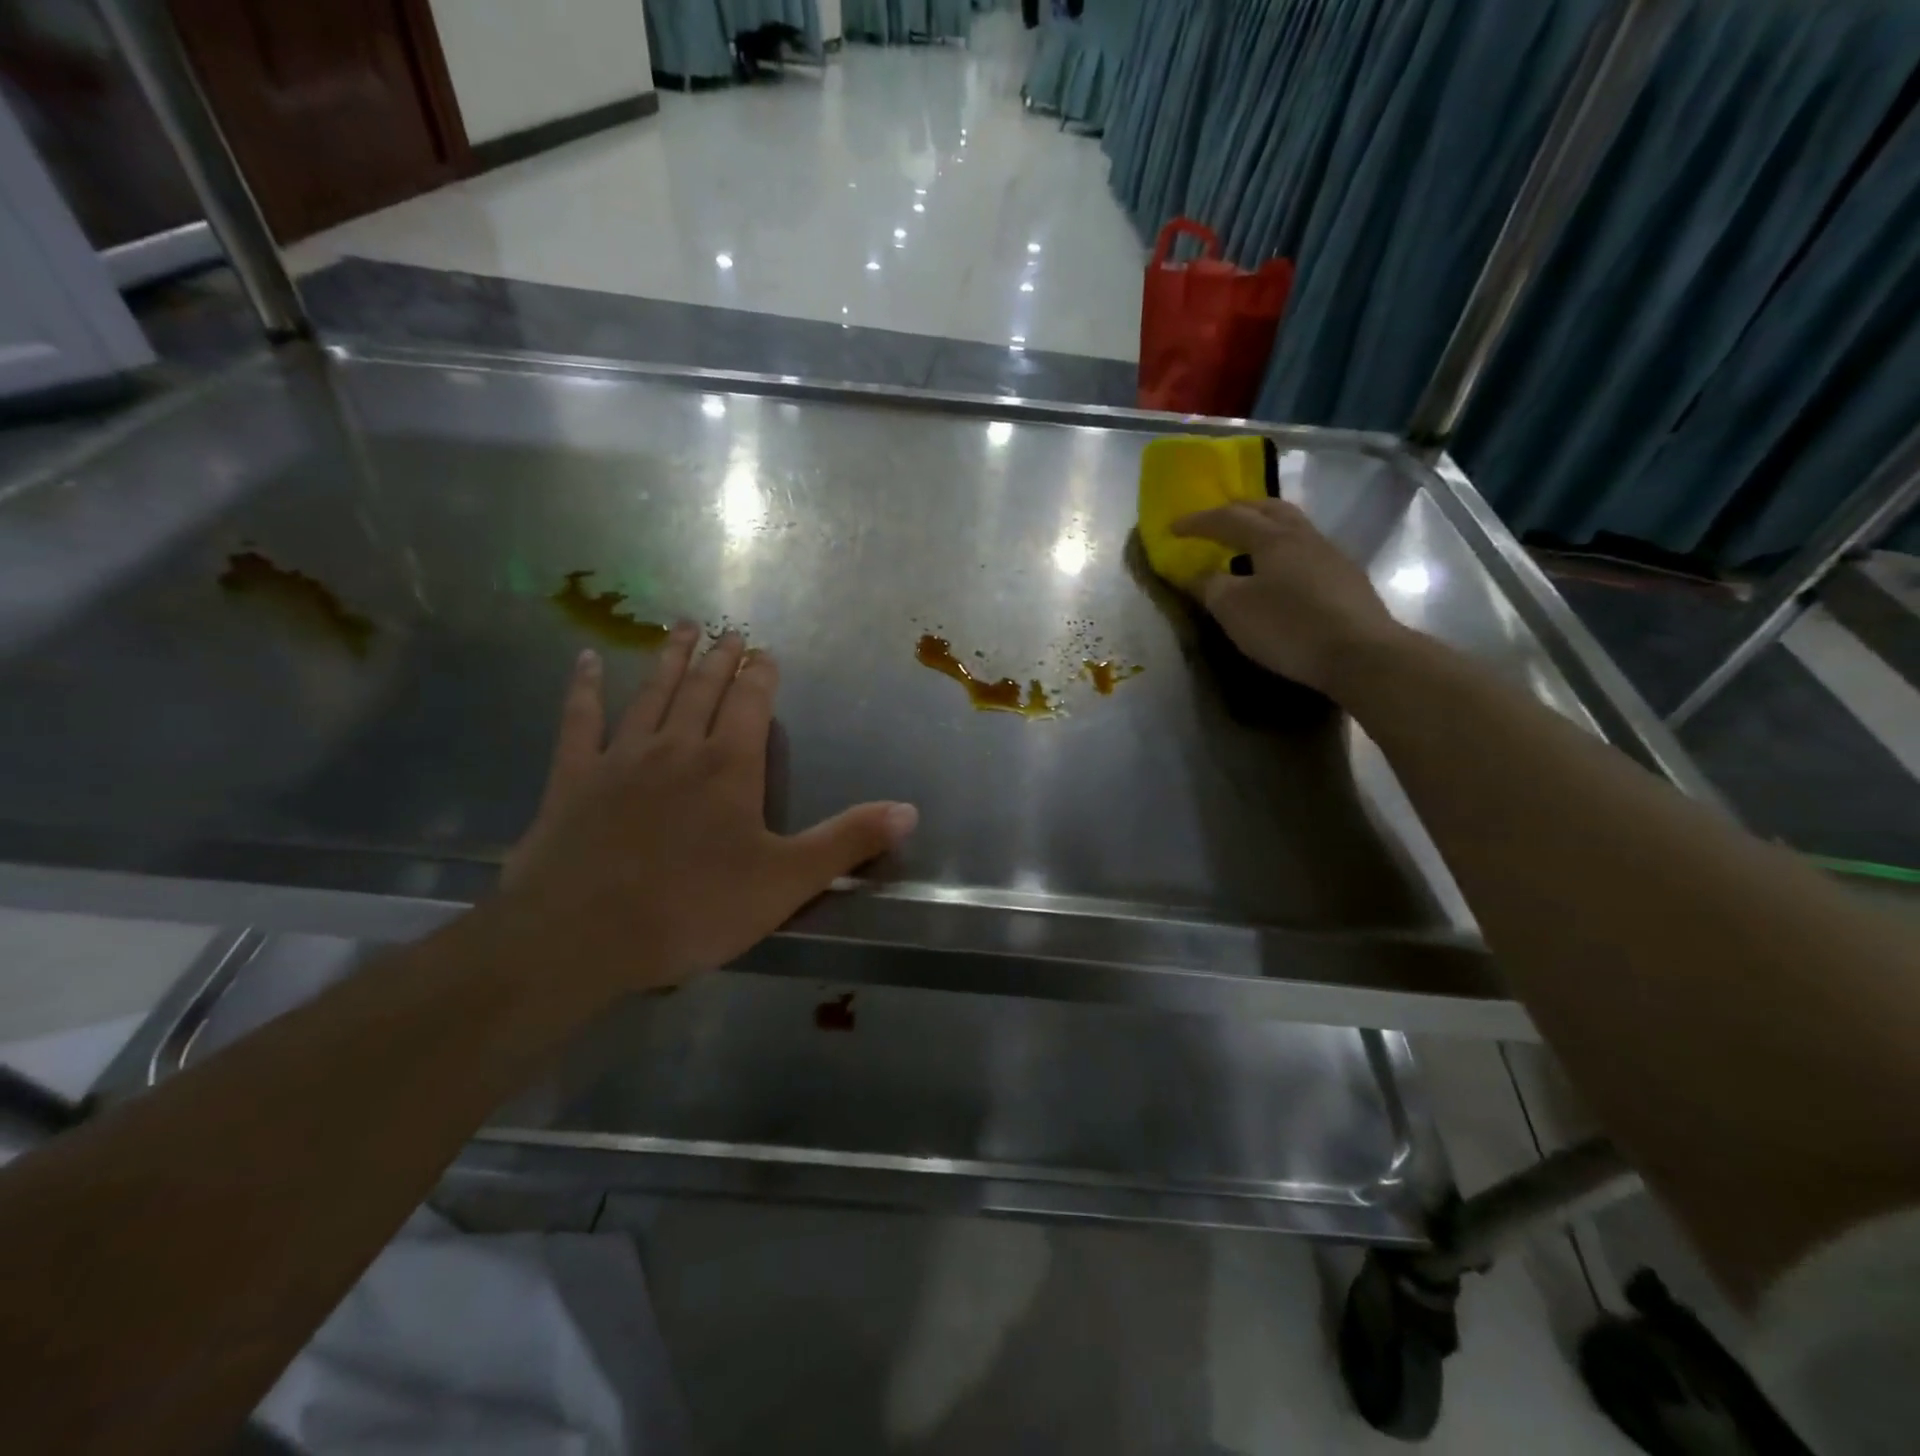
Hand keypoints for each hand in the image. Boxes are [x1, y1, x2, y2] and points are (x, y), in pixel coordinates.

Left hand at [496, 627, 917, 995]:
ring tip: (680, 627)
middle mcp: (677, 748)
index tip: (765, 652)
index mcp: (729, 766)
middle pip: (703, 689)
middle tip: (727, 631)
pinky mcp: (572, 778)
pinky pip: (579, 721)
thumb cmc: (692, 909)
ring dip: (668, 660)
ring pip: (650, 694)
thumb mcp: (787, 882)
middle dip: (719, 658)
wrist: (580, 937)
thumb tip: (910, 810)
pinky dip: (583, 689)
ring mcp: (620, 758)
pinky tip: (585, 661)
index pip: (751, 704)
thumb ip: (848, 841)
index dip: (761, 676)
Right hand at [1171, 498, 1402, 693]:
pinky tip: (1280, 575)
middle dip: (1239, 510)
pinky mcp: (1346, 579)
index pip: (1228, 518)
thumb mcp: (1234, 610)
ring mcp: (1331, 555)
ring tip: (1247, 547)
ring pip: (1293, 528)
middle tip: (1216, 522)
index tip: (1173, 527)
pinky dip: (1284, 553)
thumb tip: (1197, 574)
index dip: (1198, 521)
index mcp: (1273, 538)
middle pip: (1269, 509)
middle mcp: (1304, 536)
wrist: (1361, 654)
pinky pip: (1307, 552)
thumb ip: (1210, 586)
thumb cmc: (1288, 627)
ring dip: (1265, 529)